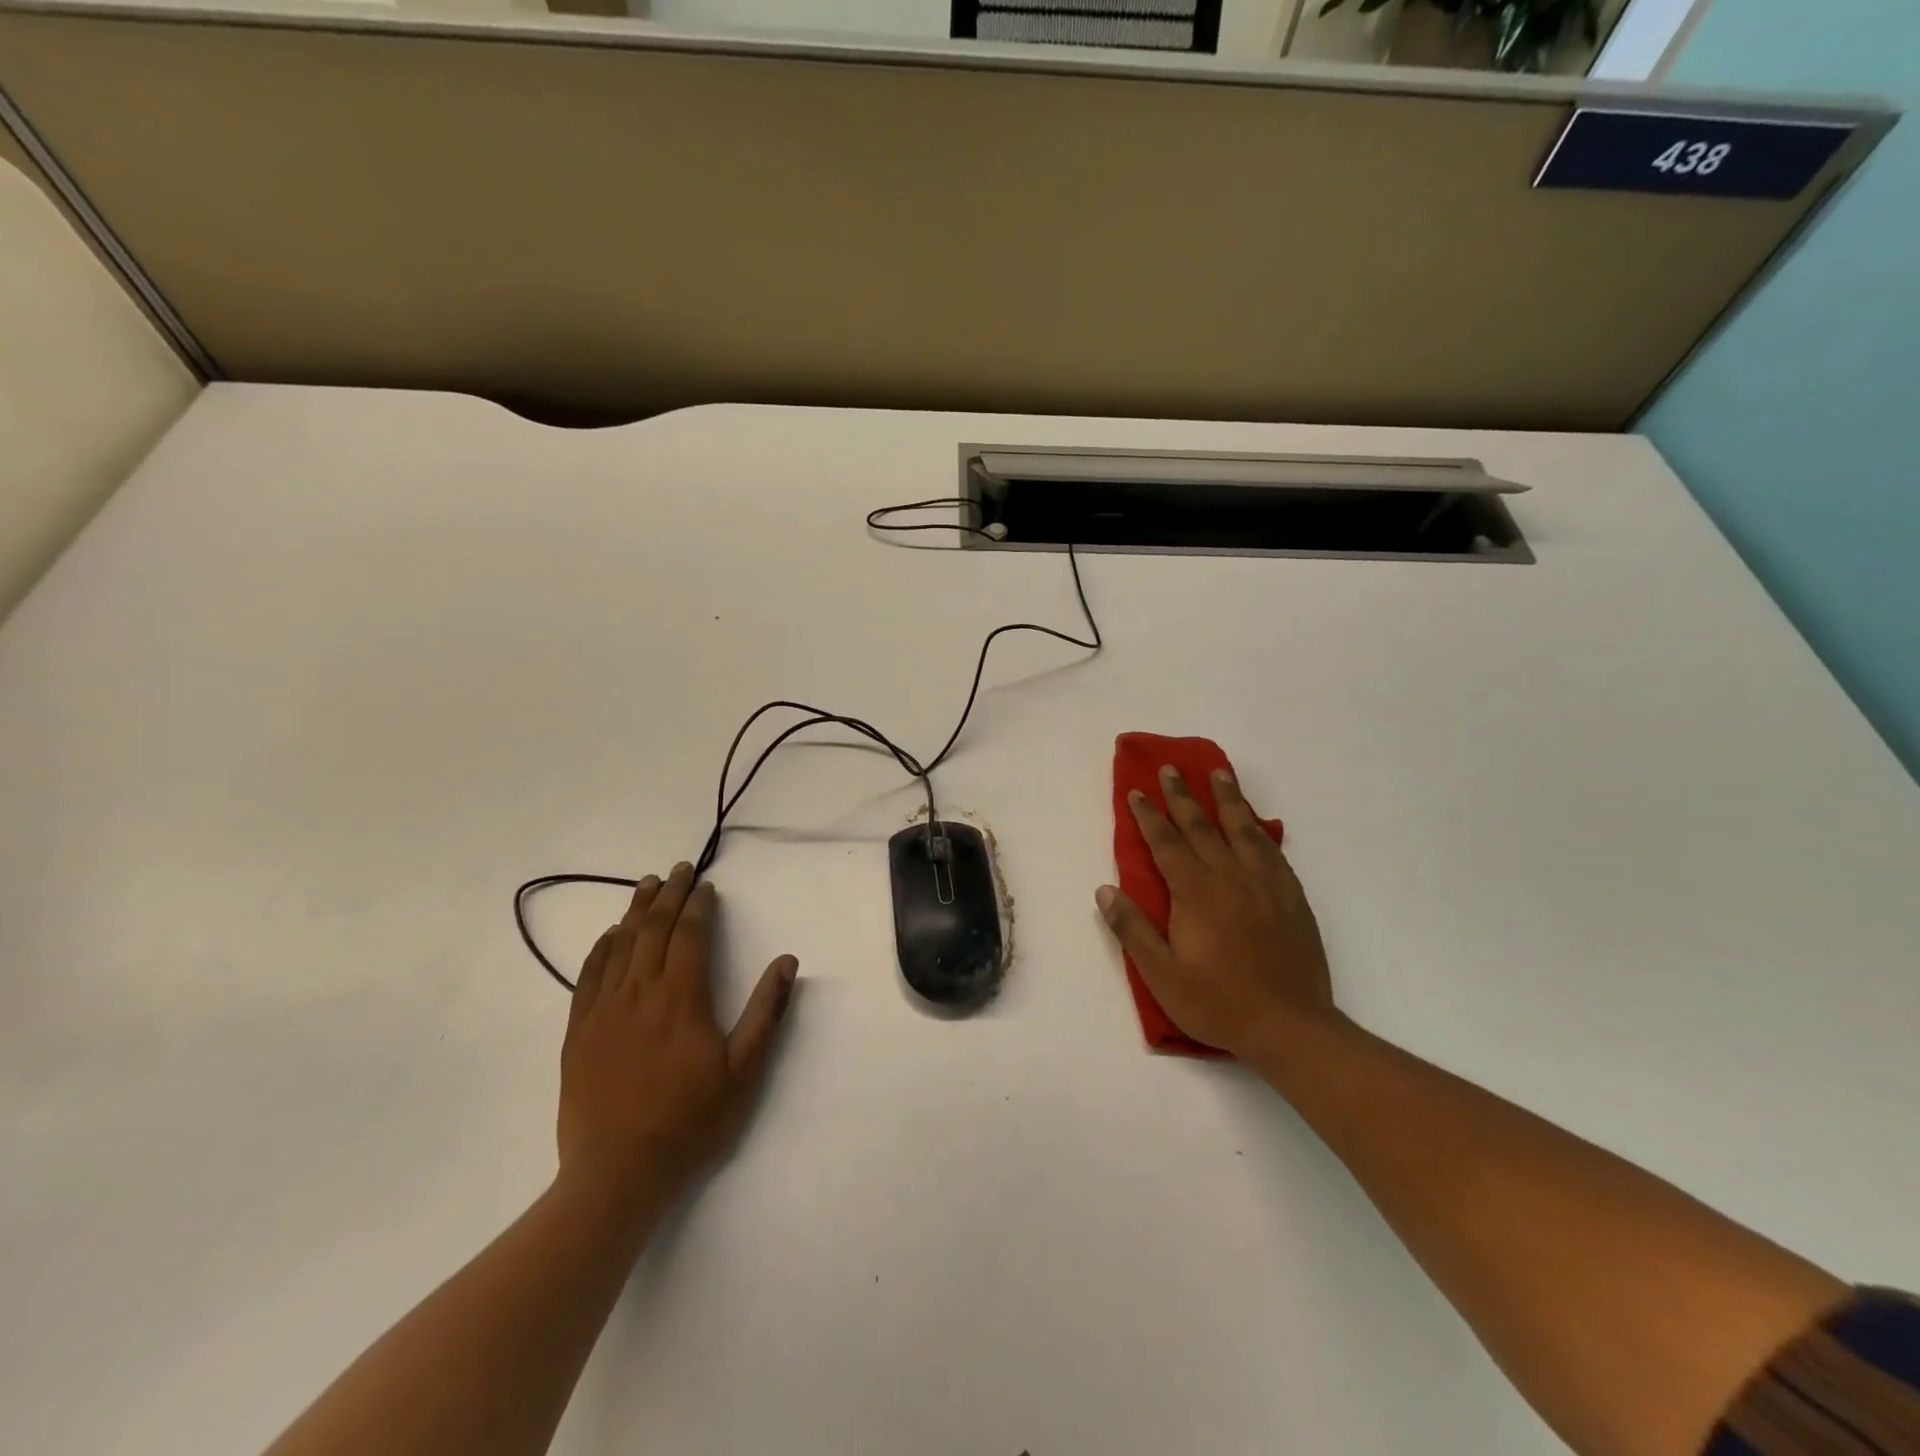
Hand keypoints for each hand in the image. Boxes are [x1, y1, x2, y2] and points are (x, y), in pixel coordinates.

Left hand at [557, 863, 797, 1224]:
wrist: (617, 1174)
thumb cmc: (690, 1121)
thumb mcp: (744, 1070)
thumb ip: (766, 1012)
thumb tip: (787, 961)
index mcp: (681, 998)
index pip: (690, 935)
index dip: (699, 905)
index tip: (706, 886)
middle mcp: (640, 993)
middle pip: (653, 929)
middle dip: (668, 894)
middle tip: (679, 869)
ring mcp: (603, 1011)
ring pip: (620, 945)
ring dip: (635, 910)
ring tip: (647, 885)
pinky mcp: (578, 1032)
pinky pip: (588, 976)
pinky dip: (601, 947)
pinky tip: (609, 935)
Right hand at [1096, 764, 1337, 1059]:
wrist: (1290, 1026)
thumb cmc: (1218, 1002)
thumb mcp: (1162, 975)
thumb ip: (1133, 929)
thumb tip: (1105, 890)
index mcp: (1196, 893)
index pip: (1166, 843)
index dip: (1149, 816)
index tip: (1137, 791)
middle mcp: (1230, 877)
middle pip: (1202, 827)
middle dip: (1183, 796)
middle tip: (1171, 768)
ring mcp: (1265, 885)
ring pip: (1243, 829)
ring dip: (1227, 798)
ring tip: (1219, 772)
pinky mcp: (1291, 897)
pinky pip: (1272, 851)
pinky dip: (1259, 829)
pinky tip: (1255, 822)